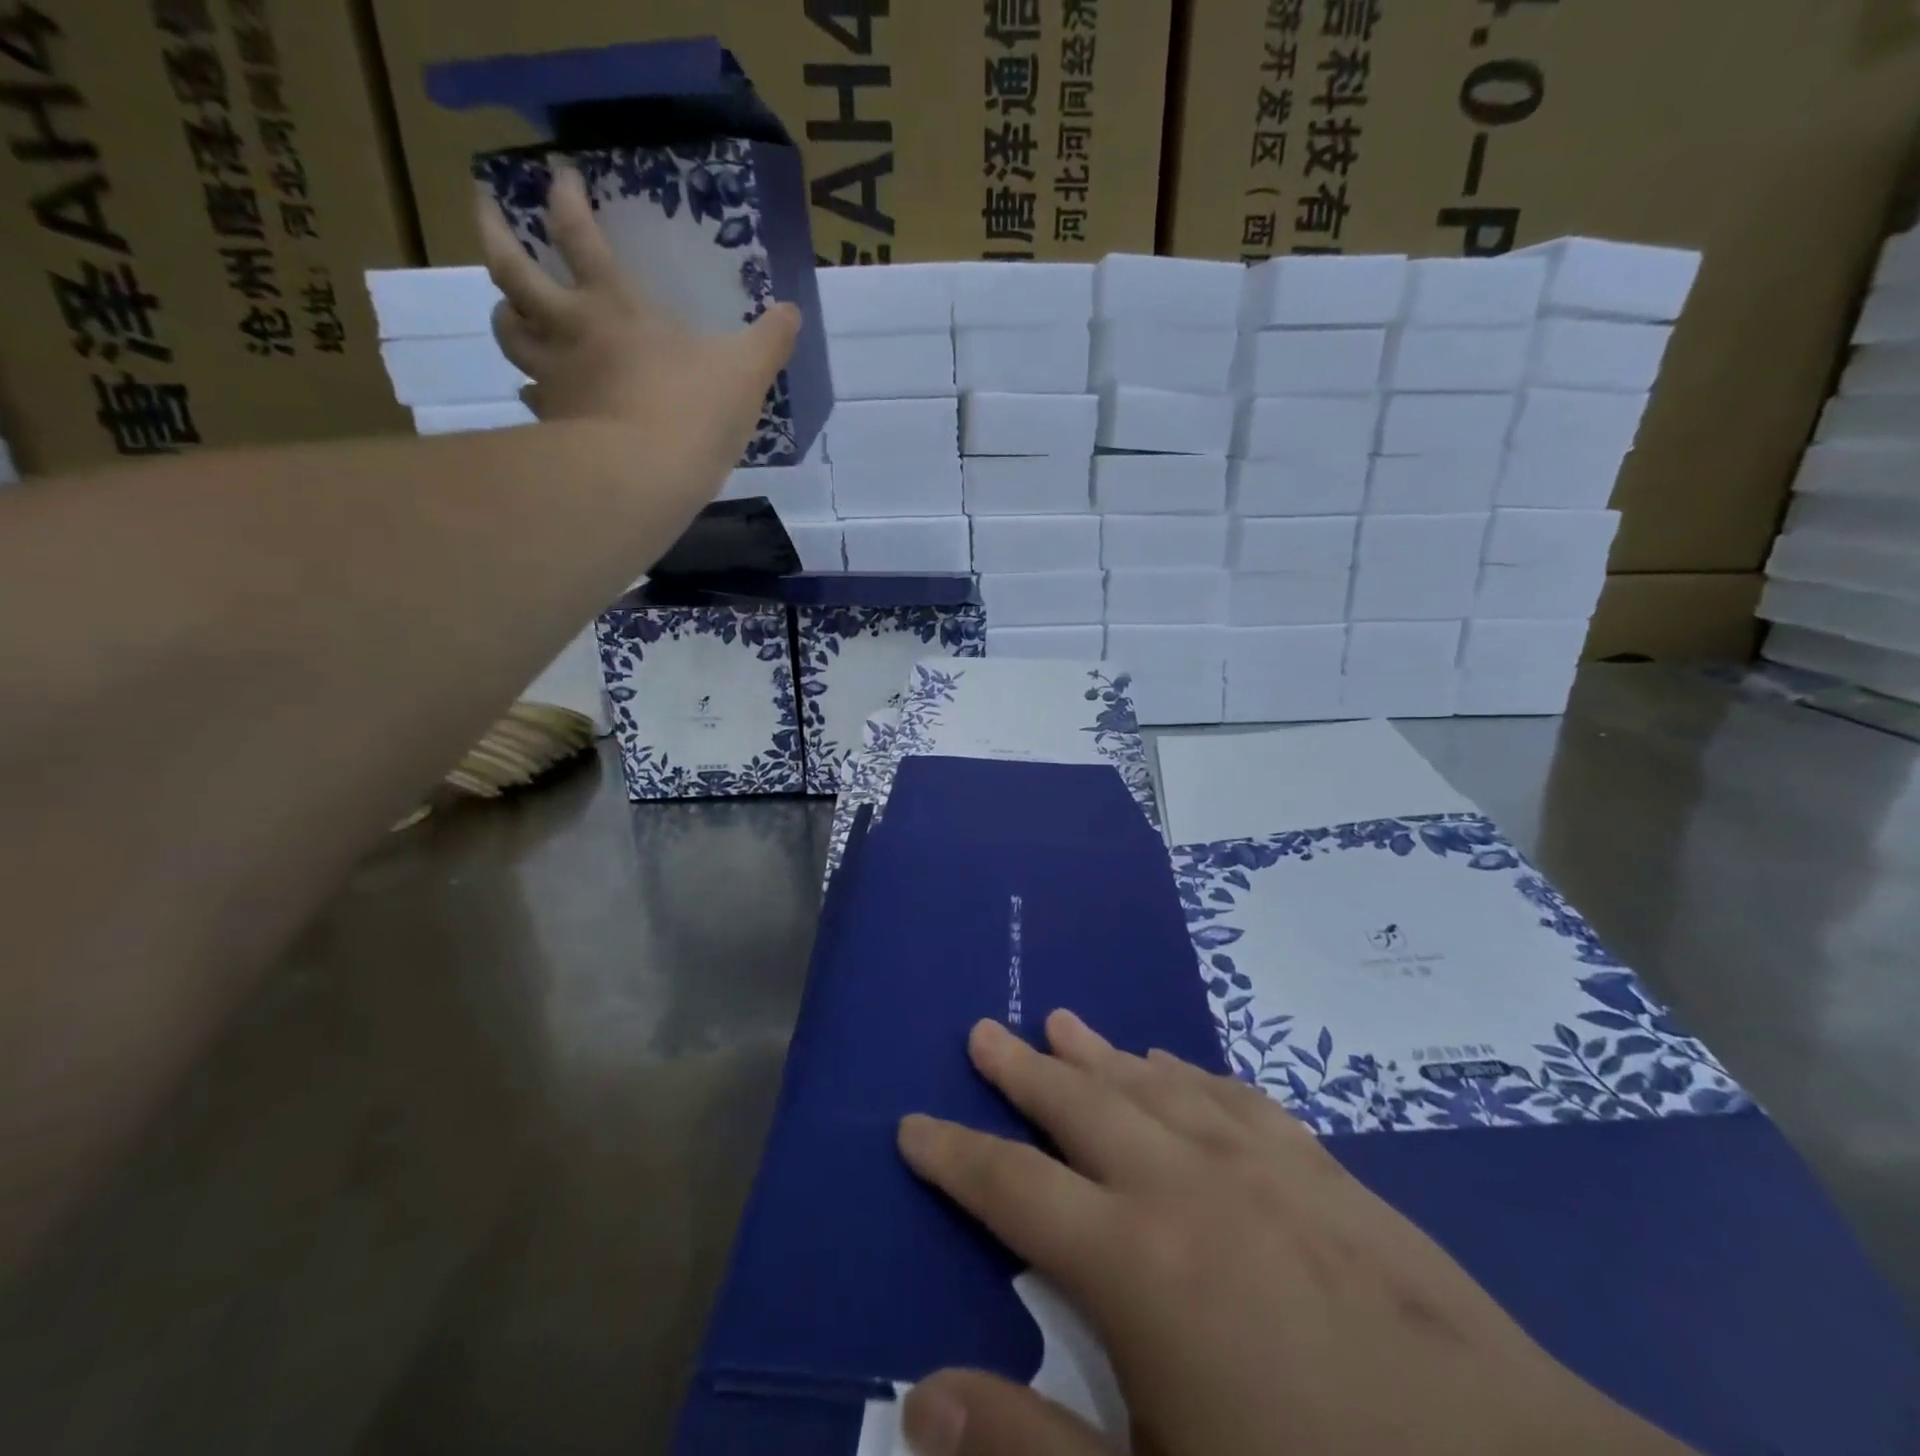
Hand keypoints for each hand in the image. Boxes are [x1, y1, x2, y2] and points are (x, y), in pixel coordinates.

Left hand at [476, 162, 798, 490]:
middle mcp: (572, 331)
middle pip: (513, 271)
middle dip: (493, 231)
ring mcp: (556, 378)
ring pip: (509, 333)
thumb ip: (769, 341)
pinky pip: (532, 399)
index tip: (557, 172)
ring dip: (504, 314)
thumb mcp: (746, 371)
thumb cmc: (694, 410)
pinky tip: (539, 396)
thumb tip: (793, 312)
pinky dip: (532, 393)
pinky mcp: (554, 425)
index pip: (579, 236)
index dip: (566, 198)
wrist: (646, 475)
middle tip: (482, 206)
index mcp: (616, 307)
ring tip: (507, 309)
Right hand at [896, 1012, 1696, 1455]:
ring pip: (1153, 1083)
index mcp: (1135, 1263)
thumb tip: (917, 1401)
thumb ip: (1031, 1453)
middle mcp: (1186, 1185)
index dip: (954, 1154)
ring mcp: (1263, 1167)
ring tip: (1061, 1020)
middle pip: (1080, 1105)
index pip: (1010, 1187)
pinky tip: (1177, 1060)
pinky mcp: (1328, 1174)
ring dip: (1100, 1052)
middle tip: (984, 1029)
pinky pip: (1236, 1096)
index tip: (911, 1122)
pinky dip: (1192, 1071)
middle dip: (1022, 1069)